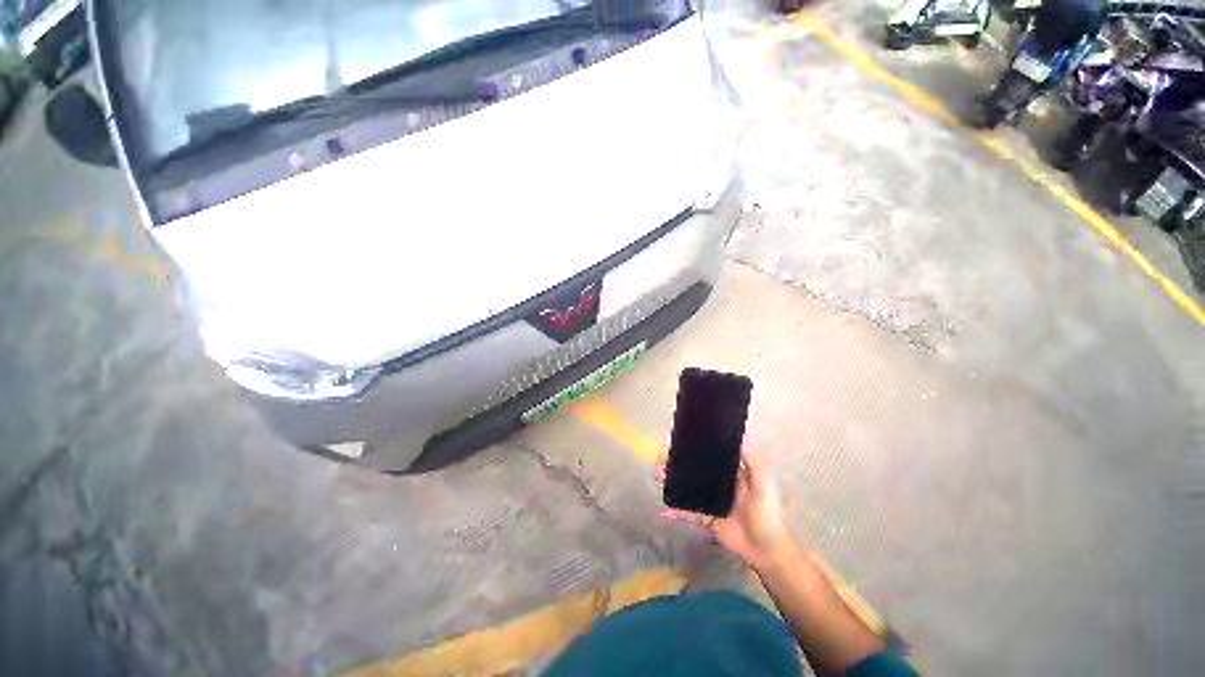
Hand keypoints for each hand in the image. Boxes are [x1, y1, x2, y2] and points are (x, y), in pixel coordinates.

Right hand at [657, 450, 794, 572]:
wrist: (766, 551)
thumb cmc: (767, 515)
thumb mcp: (763, 484)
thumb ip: (754, 461)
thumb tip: (742, 435)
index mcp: (731, 471)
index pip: (709, 454)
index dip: (694, 447)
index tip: (679, 440)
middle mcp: (718, 483)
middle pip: (693, 469)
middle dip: (677, 462)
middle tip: (663, 459)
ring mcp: (710, 500)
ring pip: (686, 487)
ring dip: (672, 481)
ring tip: (658, 476)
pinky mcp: (706, 518)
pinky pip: (687, 512)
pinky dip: (675, 511)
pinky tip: (664, 509)